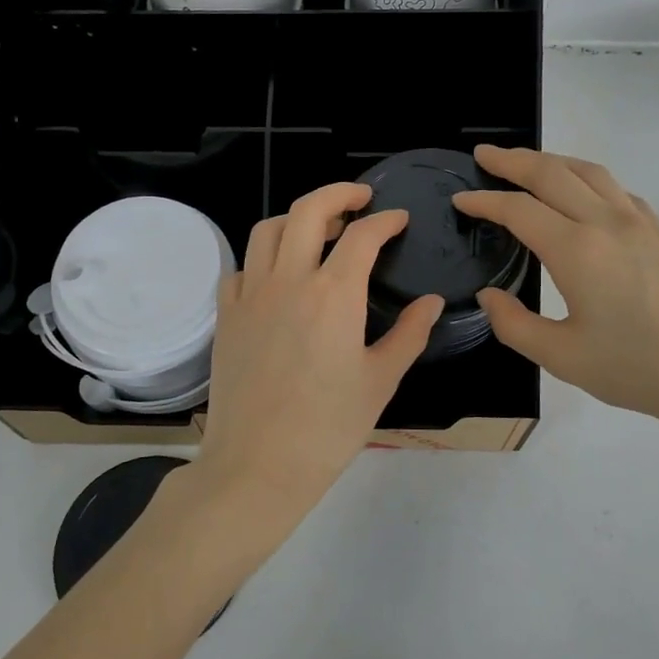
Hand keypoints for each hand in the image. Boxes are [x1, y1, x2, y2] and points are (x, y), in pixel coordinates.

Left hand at [177, 183, 442, 561]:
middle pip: (308, 211)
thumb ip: (409, 334)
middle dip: (338, 194)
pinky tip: (278, 277)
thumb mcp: (380, 381)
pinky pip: (241, 268)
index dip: (385, 221)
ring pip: (267, 230)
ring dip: (296, 219)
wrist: (258, 465)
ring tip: (318, 230)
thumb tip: (432, 302)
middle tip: (359, 199)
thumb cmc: (328, 428)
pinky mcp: (226, 316)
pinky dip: (263, 258)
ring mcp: (250, 295)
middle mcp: (288, 281)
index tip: (399, 220)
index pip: (362, 235)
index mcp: (333, 294)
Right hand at [454, 146, 658, 441]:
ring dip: (552, 160)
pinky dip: (587, 178)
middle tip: (483, 155)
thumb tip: (491, 296)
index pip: (518, 210)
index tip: (459, 199)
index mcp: (577, 250)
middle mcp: (607, 223)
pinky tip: (582, 194)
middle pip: (553, 174)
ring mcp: (640, 224)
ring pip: (589, 172)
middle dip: (513, 160)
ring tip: (527, 163)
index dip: (484, 201)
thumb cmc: (640, 370)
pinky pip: (616, 189)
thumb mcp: (563, 358)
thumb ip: (514, 325)